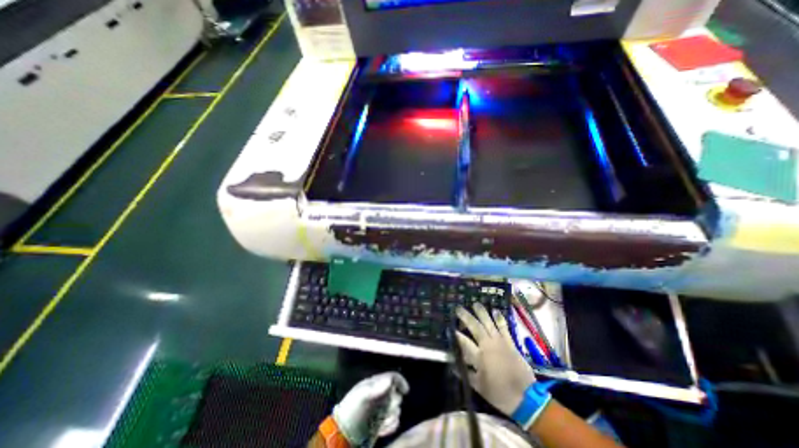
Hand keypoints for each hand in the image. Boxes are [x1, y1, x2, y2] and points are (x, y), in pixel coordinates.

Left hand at [332, 372, 408, 443]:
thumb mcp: (362, 396)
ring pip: (395, 408)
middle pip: (395, 393)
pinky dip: (391, 425)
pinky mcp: (380, 422)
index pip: (392, 377)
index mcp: (375, 383)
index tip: (406, 391)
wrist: (343, 433)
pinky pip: (393, 421)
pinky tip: (384, 428)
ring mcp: (380, 409)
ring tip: (384, 421)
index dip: (400, 382)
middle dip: (394, 400)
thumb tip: (390, 379)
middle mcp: (379, 394)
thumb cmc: (352, 410)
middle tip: (387, 408)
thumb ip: (376, 387)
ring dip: (393, 414)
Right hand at [456, 302, 534, 417]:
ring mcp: (500, 341)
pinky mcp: (510, 342)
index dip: (455, 332)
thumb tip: (452, 362)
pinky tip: (495, 310)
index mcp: (479, 356)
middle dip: (465, 316)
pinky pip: (503, 327)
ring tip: (475, 303)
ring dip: (481, 312)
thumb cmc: (499, 393)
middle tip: (458, 308)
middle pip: (475, 326)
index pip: (463, 341)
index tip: (448, 325)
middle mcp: (488, 345)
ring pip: (488, 323)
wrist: (526, 397)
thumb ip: (465, 373)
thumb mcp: (478, 386)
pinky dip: (499, 318)